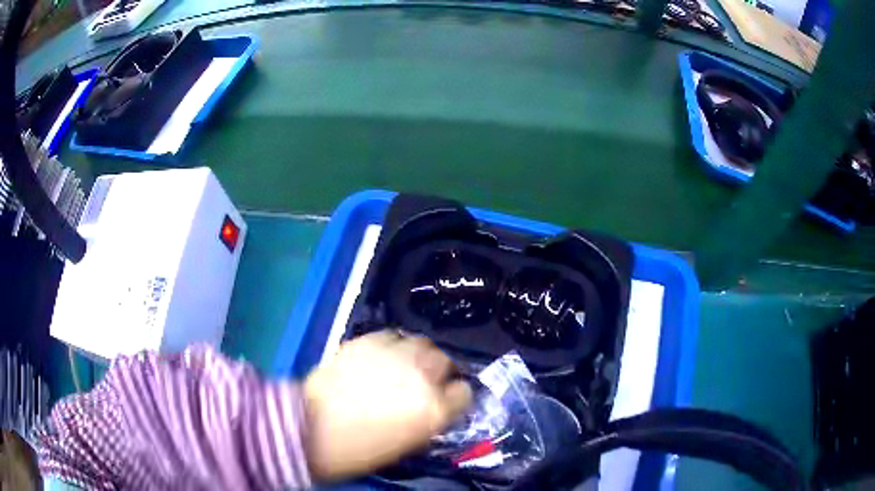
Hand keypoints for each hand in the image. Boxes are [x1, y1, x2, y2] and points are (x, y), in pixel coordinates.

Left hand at [304, 330, 472, 480]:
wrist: (312, 428)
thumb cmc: (360, 448)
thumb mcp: (408, 442)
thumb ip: (428, 418)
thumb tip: (433, 404)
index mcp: (435, 409)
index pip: (464, 392)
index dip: (454, 396)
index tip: (445, 398)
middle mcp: (422, 376)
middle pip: (445, 361)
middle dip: (438, 371)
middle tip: (422, 380)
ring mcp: (396, 354)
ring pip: (422, 342)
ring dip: (418, 354)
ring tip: (404, 364)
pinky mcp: (369, 340)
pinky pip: (392, 335)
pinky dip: (392, 345)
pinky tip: (381, 357)